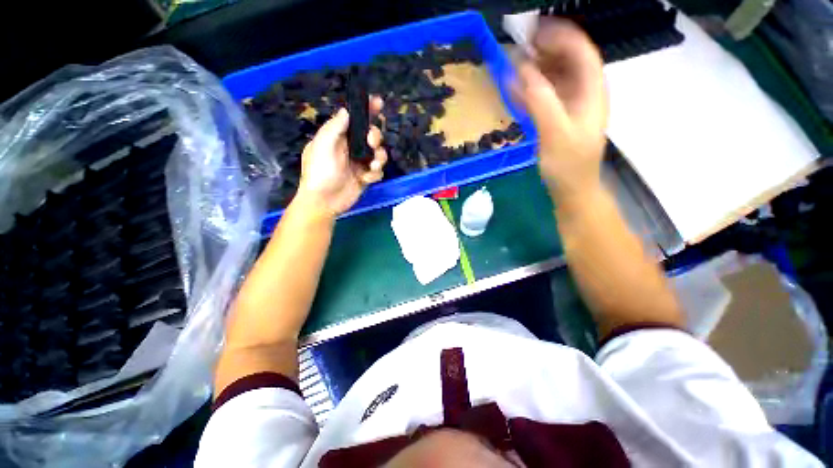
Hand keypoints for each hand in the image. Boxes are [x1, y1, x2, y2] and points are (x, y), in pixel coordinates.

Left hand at [295, 97, 387, 216]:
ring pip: (378, 153)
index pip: (355, 120)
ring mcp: (359, 164)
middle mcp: (351, 148)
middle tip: (372, 143)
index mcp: (339, 138)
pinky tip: (366, 179)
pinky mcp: (366, 177)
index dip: (366, 110)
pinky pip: (378, 171)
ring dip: (380, 157)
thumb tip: (347, 111)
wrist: (324, 201)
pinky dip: (375, 174)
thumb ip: (335, 127)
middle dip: (375, 136)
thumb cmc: (320, 172)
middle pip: (371, 135)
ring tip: (372, 165)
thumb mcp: (323, 145)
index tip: (378, 103)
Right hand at [513, 19, 607, 200]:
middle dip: (546, 50)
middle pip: (568, 62)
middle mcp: (583, 95)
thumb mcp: (555, 132)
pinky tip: (516, 90)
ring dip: (536, 69)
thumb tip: (522, 70)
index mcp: (591, 93)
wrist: (571, 190)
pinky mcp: (557, 120)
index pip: (582, 53)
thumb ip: (540, 100)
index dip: (562, 36)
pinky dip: (531, 90)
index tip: (537, 30)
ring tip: (515, 63)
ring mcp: (570, 108)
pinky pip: (544, 97)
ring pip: (555, 79)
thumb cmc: (568, 165)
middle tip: (521, 45)